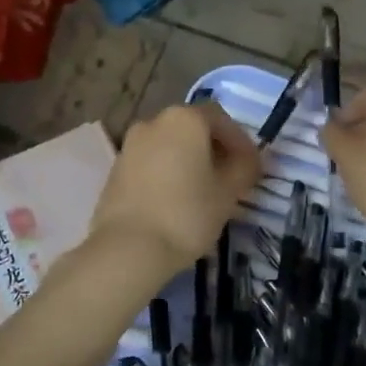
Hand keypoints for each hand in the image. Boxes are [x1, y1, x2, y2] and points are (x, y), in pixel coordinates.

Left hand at [91, 102, 260, 281]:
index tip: (250, 166)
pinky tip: (175, 201)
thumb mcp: (228, 192)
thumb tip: (251, 158)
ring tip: (202, 192)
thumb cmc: (187, 214)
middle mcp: (154, 122)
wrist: (128, 248)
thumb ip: (245, 168)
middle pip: (192, 128)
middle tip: (229, 178)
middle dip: (213, 149)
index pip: (220, 118)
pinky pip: (150, 163)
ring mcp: (130, 145)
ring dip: (188, 161)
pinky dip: (166, 173)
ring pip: (169, 145)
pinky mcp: (115, 170)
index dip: (239, 140)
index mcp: (184, 119)